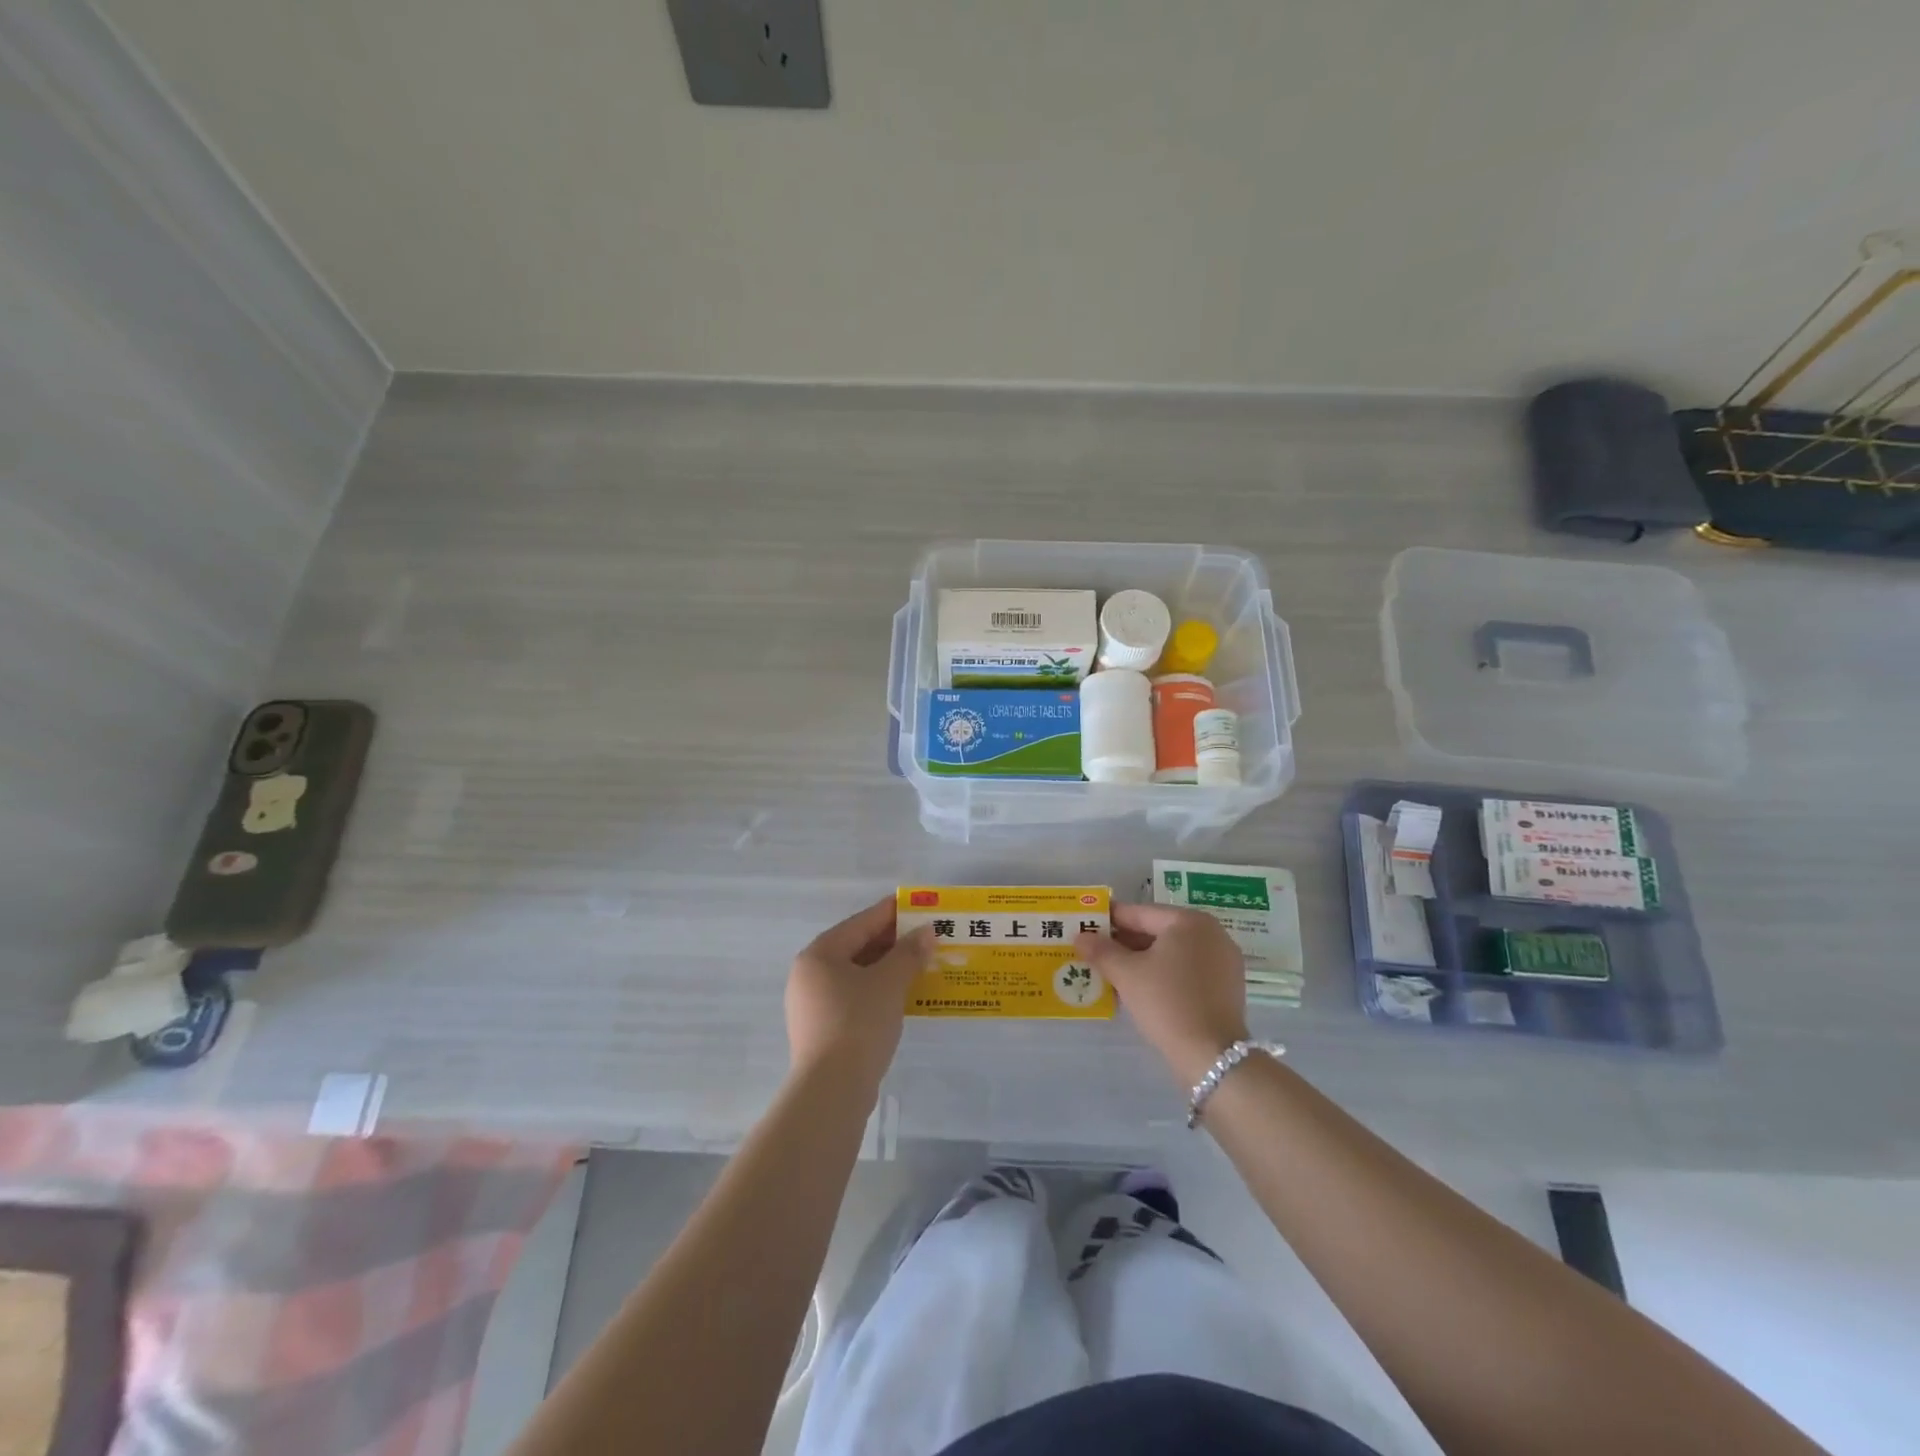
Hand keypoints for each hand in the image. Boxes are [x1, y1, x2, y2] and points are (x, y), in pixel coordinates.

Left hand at [786, 897, 933, 1091]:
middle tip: (924, 936)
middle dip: (891, 942)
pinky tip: (901, 996)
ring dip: (886, 968)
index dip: (890, 912)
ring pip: (855, 975)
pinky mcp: (821, 1030)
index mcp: (819, 954)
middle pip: (856, 948)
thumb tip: (926, 931)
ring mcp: (812, 1005)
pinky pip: (853, 998)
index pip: (860, 923)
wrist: (832, 1090)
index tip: (917, 905)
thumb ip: (909, 953)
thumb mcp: (889, 982)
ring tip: (918, 964)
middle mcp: (809, 975)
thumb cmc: (858, 1022)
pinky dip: (877, 991)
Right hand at [1078, 903, 1248, 1086]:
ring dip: (1141, 960)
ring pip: (1172, 953)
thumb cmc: (1167, 1002)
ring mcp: (1223, 961)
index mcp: (1189, 921)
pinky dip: (1163, 974)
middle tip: (1094, 951)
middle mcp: (1211, 933)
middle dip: (1124, 942)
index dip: (1109, 919)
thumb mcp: (1126, 974)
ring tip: (1111, 971)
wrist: (1211, 1056)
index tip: (1086, 925)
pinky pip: (1186, 970)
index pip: (1140, 913)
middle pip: (1157, 931)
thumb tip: (1080, 937)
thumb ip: (1101, 951)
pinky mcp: (1226, 987)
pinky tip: (1139, 988)